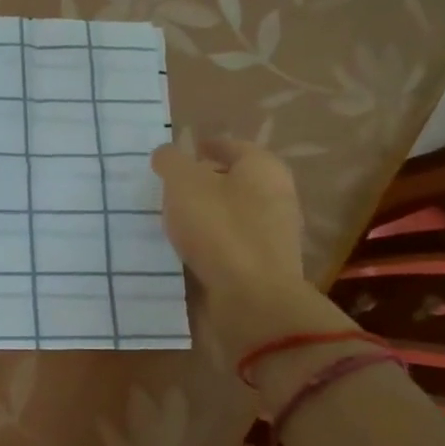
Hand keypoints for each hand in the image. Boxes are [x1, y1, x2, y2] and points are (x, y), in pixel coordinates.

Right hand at [151, 139, 341, 362]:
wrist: (252, 299)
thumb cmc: (219, 228)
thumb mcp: (183, 183)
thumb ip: (171, 162)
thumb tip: (167, 154)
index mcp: (263, 167)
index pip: (231, 146)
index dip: (205, 147)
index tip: (179, 155)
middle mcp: (277, 196)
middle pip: (235, 180)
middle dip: (205, 181)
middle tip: (171, 187)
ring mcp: (274, 234)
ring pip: (234, 213)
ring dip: (207, 214)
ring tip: (174, 219)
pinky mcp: (265, 266)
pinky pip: (233, 244)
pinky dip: (213, 242)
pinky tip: (189, 249)